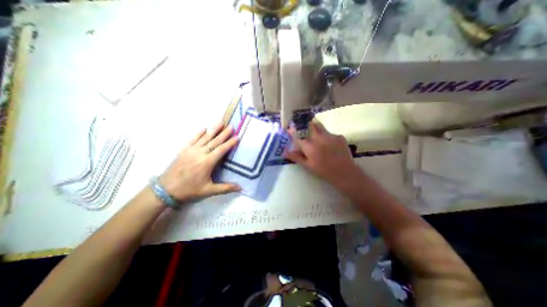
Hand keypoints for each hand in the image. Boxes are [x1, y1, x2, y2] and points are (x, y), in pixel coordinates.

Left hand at [161, 123, 240, 202]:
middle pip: (214, 141)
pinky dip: (199, 133)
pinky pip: (193, 139)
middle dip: (224, 133)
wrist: (166, 189)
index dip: (230, 143)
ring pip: (204, 138)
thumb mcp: (209, 191)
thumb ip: (225, 188)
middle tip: (231, 126)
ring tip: (220, 122)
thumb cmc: (189, 190)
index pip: (221, 150)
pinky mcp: (184, 150)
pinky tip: (204, 128)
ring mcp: (191, 150)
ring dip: (213, 129)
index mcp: (207, 163)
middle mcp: (200, 154)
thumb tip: (241, 188)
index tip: (237, 137)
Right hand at [284, 121, 364, 188]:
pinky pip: (330, 133)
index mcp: (310, 147)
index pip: (297, 136)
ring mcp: (330, 136)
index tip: (289, 128)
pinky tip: (331, 145)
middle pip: (310, 126)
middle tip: (306, 129)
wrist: (344, 173)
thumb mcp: (308, 165)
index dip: (292, 132)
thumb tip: (284, 151)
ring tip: (319, 137)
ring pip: (321, 127)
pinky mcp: (339, 137)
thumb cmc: (323, 171)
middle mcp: (319, 138)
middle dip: (307, 126)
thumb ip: (296, 157)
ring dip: (317, 129)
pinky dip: (328, 137)